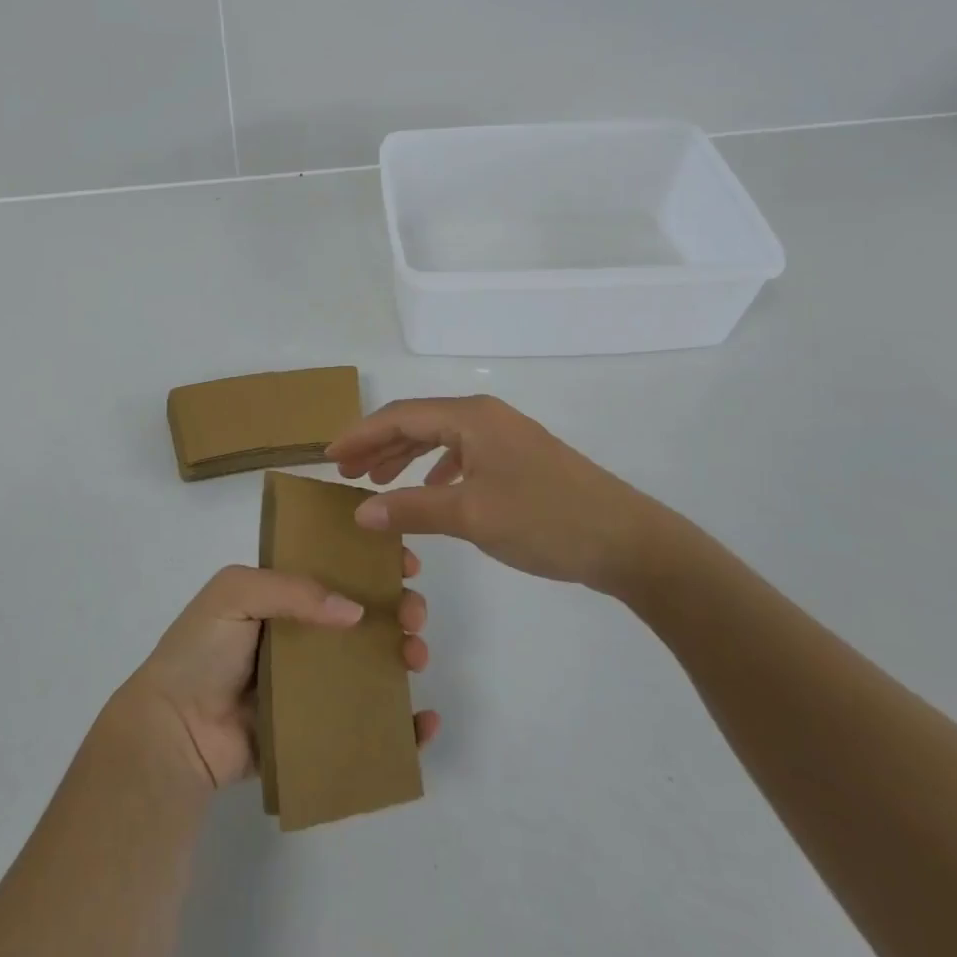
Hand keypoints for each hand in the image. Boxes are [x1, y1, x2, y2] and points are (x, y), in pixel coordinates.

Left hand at [114, 561, 440, 792]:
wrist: (174, 732)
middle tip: (413, 615)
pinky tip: (424, 721)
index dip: (371, 564)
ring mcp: (311, 684)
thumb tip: (355, 610)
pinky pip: (366, 724)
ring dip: (404, 655)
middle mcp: (300, 635)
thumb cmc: (201, 651)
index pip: (335, 570)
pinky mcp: (317, 730)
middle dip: (398, 608)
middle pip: (363, 616)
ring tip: (415, 657)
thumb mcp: (236, 593)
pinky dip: (402, 725)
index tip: (405, 563)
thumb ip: (293, 590)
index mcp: (281, 596)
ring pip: (371, 664)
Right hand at [327, 395, 671, 594]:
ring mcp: (505, 437)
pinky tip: (430, 490)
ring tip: (377, 481)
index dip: (360, 434)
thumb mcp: (471, 514)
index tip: (329, 456)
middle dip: (379, 445)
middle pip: (418, 422)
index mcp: (470, 417)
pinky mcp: (520, 460)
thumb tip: (361, 511)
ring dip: (405, 457)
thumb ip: (412, 508)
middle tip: (346, 472)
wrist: (628, 541)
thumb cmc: (544, 519)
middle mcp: (485, 417)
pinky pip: (463, 454)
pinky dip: (436, 469)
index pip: (400, 416)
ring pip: (440, 438)